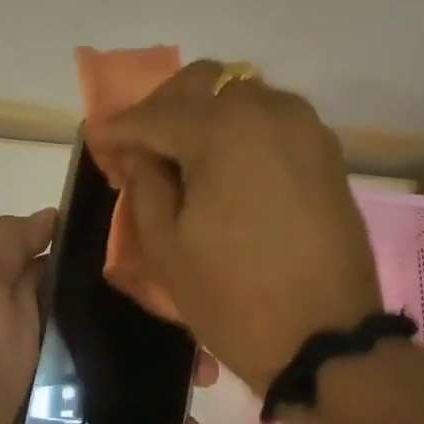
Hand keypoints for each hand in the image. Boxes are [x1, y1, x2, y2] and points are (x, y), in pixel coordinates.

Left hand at [0, 209, 217, 423]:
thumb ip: (6, 243)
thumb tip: (53, 215)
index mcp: (29, 292)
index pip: (88, 267)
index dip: (131, 262)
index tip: (179, 263)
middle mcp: (48, 329)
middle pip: (115, 316)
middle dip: (161, 321)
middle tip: (205, 335)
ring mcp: (59, 377)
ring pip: (124, 363)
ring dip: (167, 370)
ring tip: (206, 380)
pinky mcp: (69, 419)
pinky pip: (117, 410)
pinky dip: (152, 417)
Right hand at [94, 61, 382, 392]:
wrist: (325, 340)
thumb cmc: (233, 299)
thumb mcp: (166, 247)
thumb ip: (144, 185)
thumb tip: (138, 152)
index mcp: (222, 130)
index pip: (153, 114)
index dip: (118, 129)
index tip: (97, 143)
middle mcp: (268, 110)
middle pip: (202, 83)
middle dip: (162, 108)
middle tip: (140, 149)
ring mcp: (305, 128)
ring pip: (240, 95)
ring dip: (203, 115)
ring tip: (182, 159)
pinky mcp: (326, 153)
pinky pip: (271, 120)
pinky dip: (239, 131)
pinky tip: (224, 168)